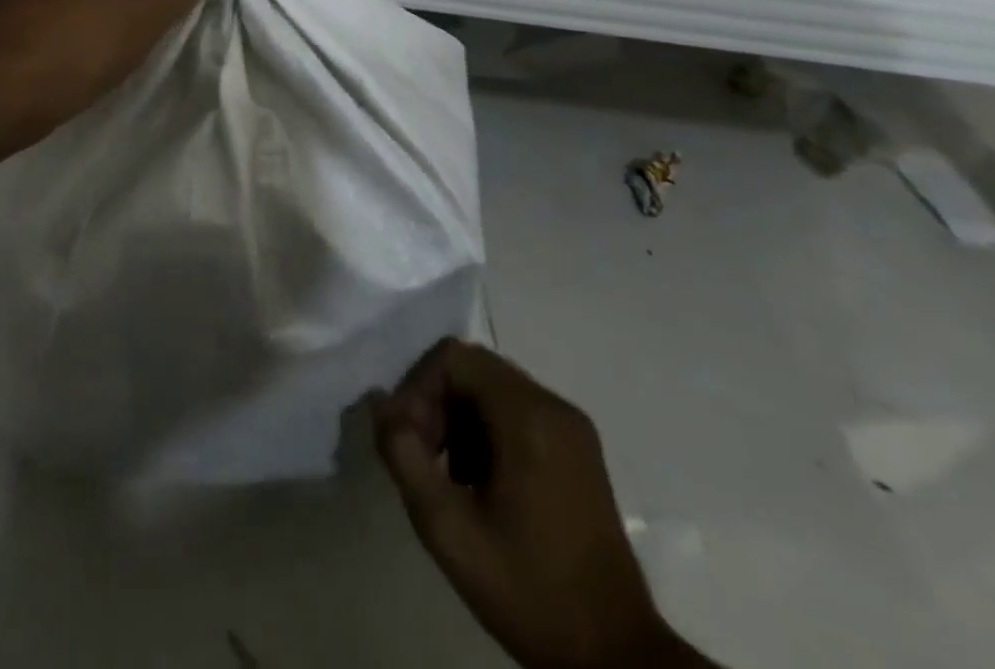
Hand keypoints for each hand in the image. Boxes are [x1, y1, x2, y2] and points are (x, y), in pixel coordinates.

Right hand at [372, 340, 711, 668]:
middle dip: (435, 403)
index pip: (453, 357)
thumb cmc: (529, 590)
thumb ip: (403, 455)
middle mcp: (554, 405)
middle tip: (421, 456)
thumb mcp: (448, 529)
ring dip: (457, 419)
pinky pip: (516, 412)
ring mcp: (572, 428)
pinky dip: (485, 432)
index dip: (417, 387)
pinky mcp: (579, 451)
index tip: (408, 439)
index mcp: (528, 415)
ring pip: (492, 389)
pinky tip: (479, 484)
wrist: (615, 657)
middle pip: (473, 368)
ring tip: (447, 476)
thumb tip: (379, 403)